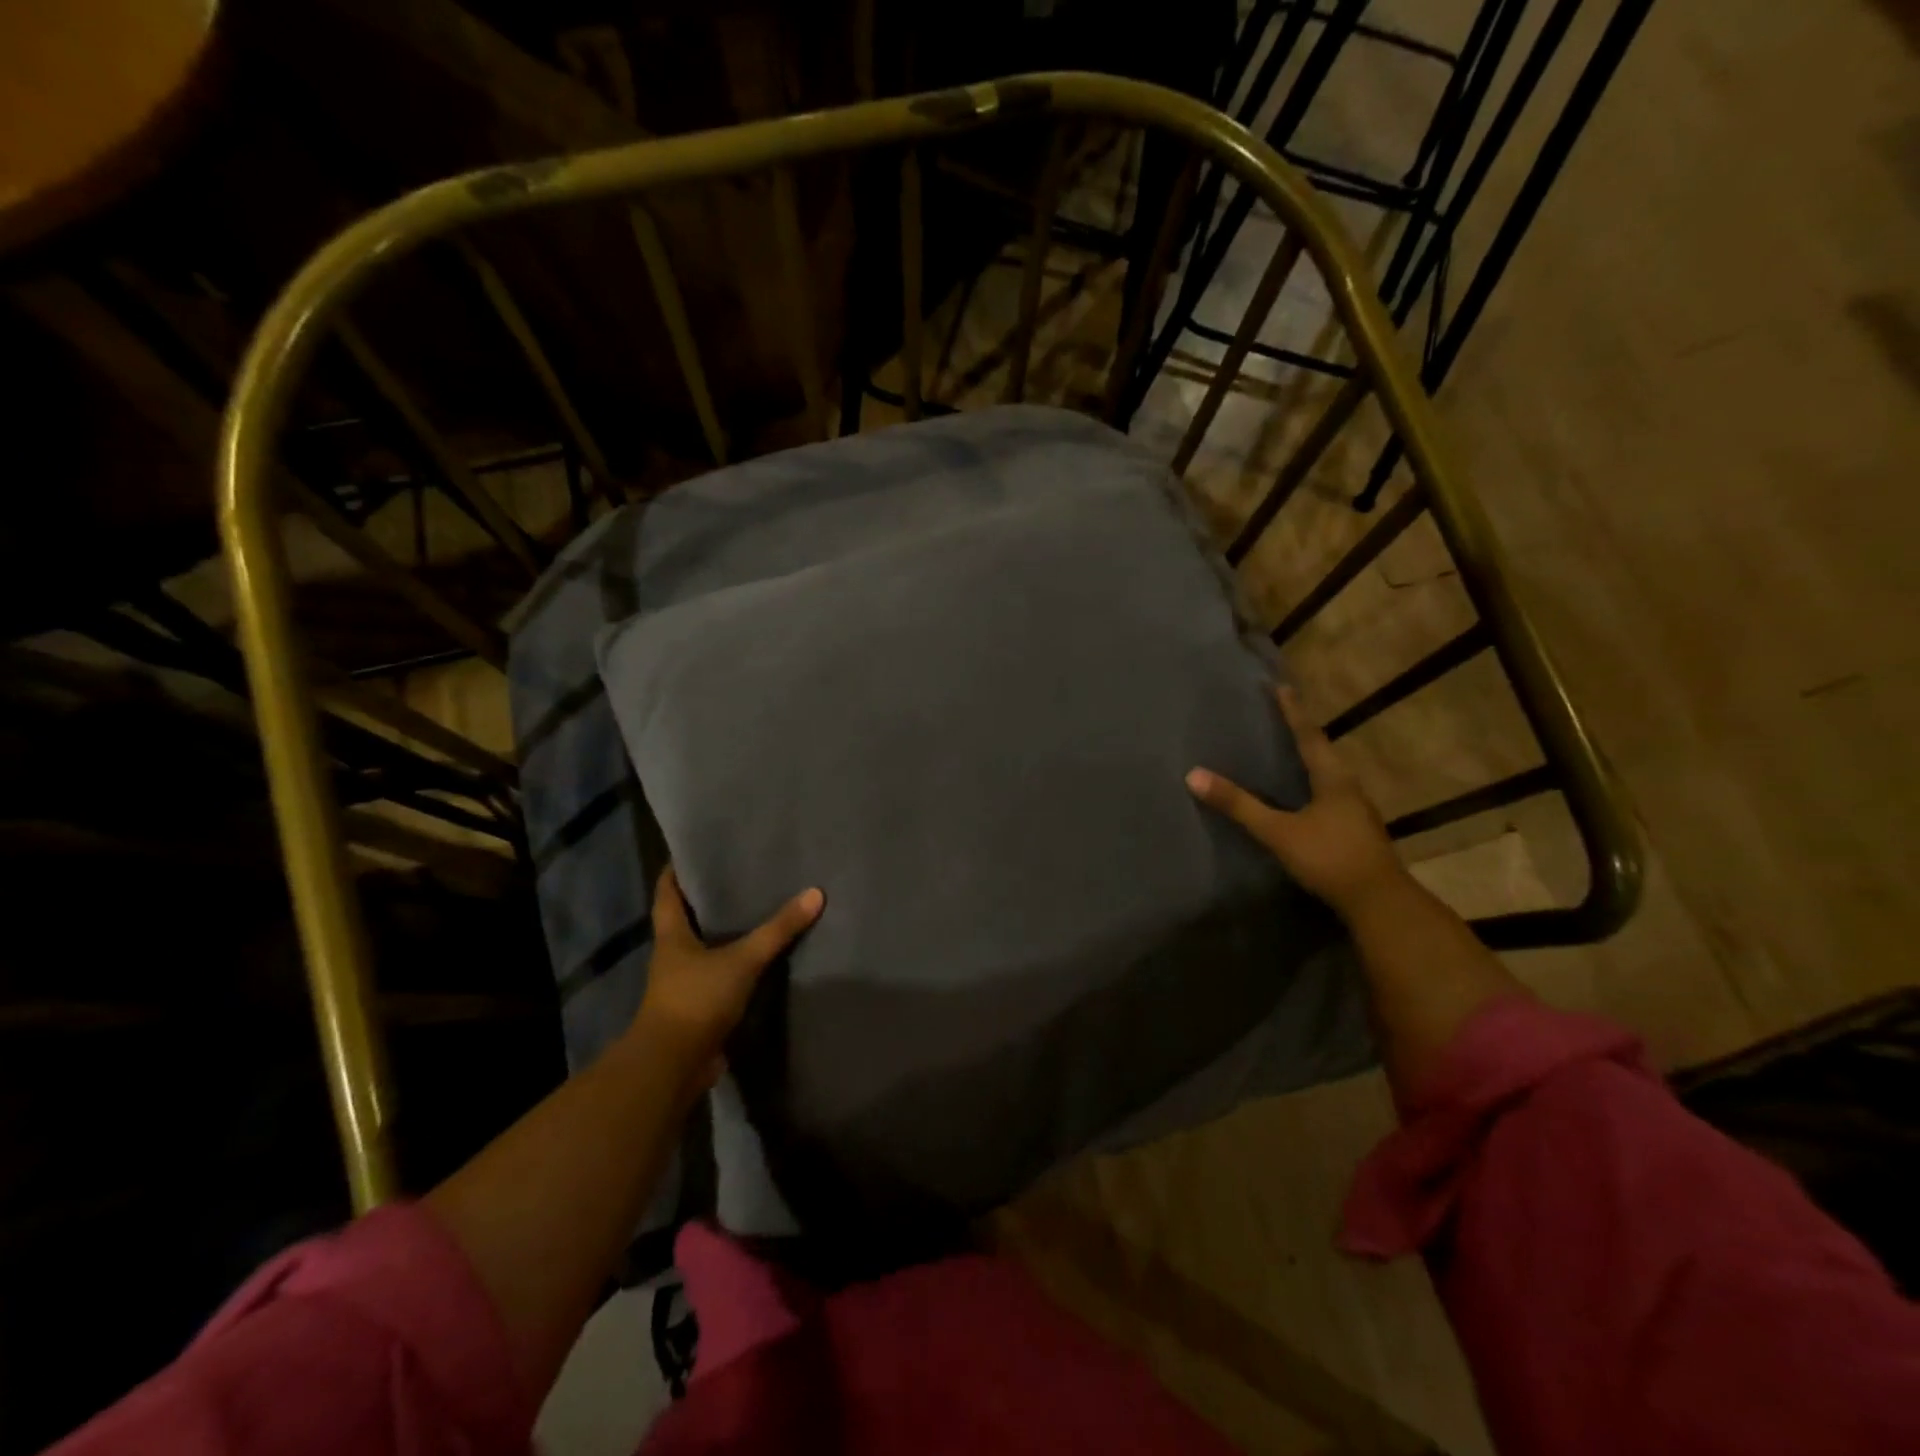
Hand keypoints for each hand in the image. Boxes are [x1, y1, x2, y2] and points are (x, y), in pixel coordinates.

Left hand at [632, 866, 823, 1085]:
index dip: (676, 870)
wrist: (674, 1065)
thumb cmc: (697, 999)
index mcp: (672, 936)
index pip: (666, 892)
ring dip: (722, 933)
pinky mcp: (698, 1008)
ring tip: (754, 910)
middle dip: (707, 899)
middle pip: (685, 918)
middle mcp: (672, 955)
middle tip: (738, 875)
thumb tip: (815, 893)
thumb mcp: (742, 959)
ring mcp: (683, 984)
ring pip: (702, 948)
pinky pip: (717, 976)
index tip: (694, 850)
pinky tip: (758, 957)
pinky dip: (734, 965)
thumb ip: (778, 930)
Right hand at [1186, 685, 1406, 918]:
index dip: (1292, 712)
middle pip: (1323, 751)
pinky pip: (1330, 794)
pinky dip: (1313, 783)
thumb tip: (1193, 775)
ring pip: (1329, 774)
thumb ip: (1238, 805)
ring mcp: (1356, 810)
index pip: (1308, 735)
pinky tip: (1302, 794)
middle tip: (1281, 715)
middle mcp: (1348, 787)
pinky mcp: (1355, 829)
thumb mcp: (1278, 832)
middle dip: (1302, 732)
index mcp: (1333, 778)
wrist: (1379, 902)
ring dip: (1309, 758)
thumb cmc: (1329, 857)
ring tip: (1288, 750)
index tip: (1281, 687)